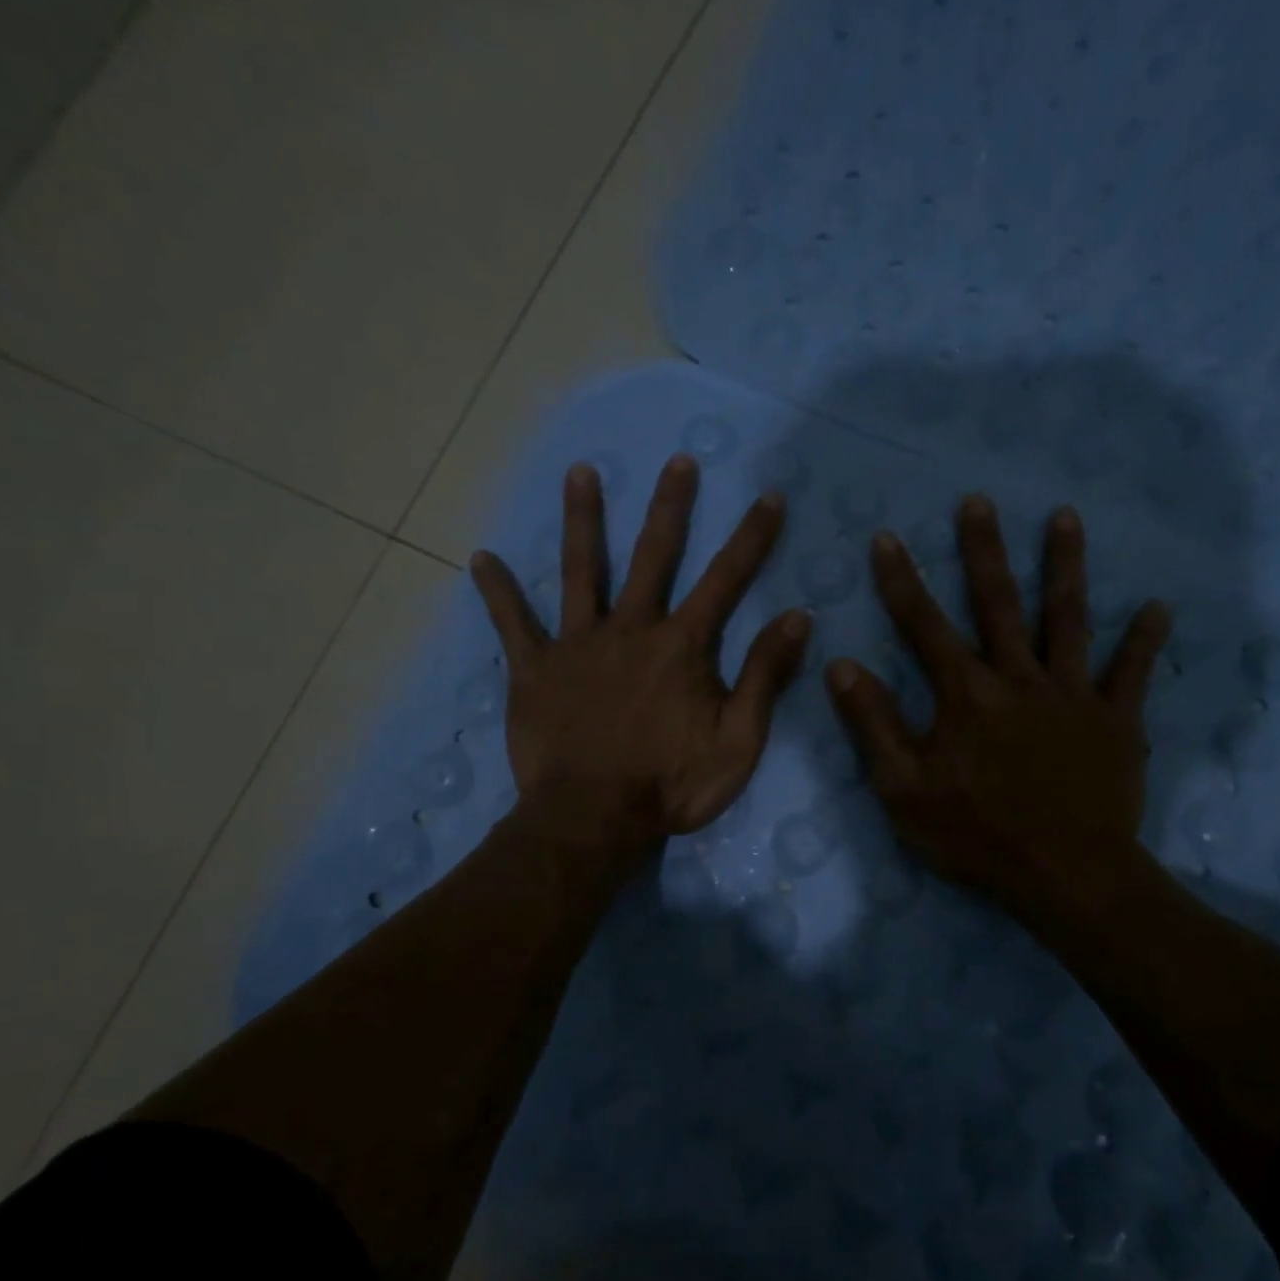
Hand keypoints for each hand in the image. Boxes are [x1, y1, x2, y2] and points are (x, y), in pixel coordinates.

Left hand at [471, 455, 809, 854]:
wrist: (592, 820)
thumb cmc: (671, 785)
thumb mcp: (739, 740)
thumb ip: (765, 676)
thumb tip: (798, 617)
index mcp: (683, 646)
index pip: (727, 579)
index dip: (752, 536)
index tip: (768, 496)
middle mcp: (631, 629)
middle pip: (653, 555)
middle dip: (670, 506)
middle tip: (677, 460)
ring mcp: (578, 645)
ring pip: (580, 571)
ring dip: (582, 520)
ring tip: (579, 473)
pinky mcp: (534, 670)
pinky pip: (512, 625)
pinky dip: (498, 593)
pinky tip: (481, 560)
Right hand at [825, 494, 1171, 925]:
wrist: (1068, 877)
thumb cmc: (977, 837)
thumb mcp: (904, 789)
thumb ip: (873, 724)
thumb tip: (841, 665)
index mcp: (966, 694)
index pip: (924, 625)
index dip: (901, 580)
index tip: (887, 537)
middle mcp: (1020, 678)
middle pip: (999, 602)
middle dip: (984, 550)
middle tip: (979, 500)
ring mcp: (1073, 695)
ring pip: (1069, 618)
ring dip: (1066, 565)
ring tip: (1065, 516)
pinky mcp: (1116, 721)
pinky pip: (1132, 673)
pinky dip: (1144, 640)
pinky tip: (1157, 607)